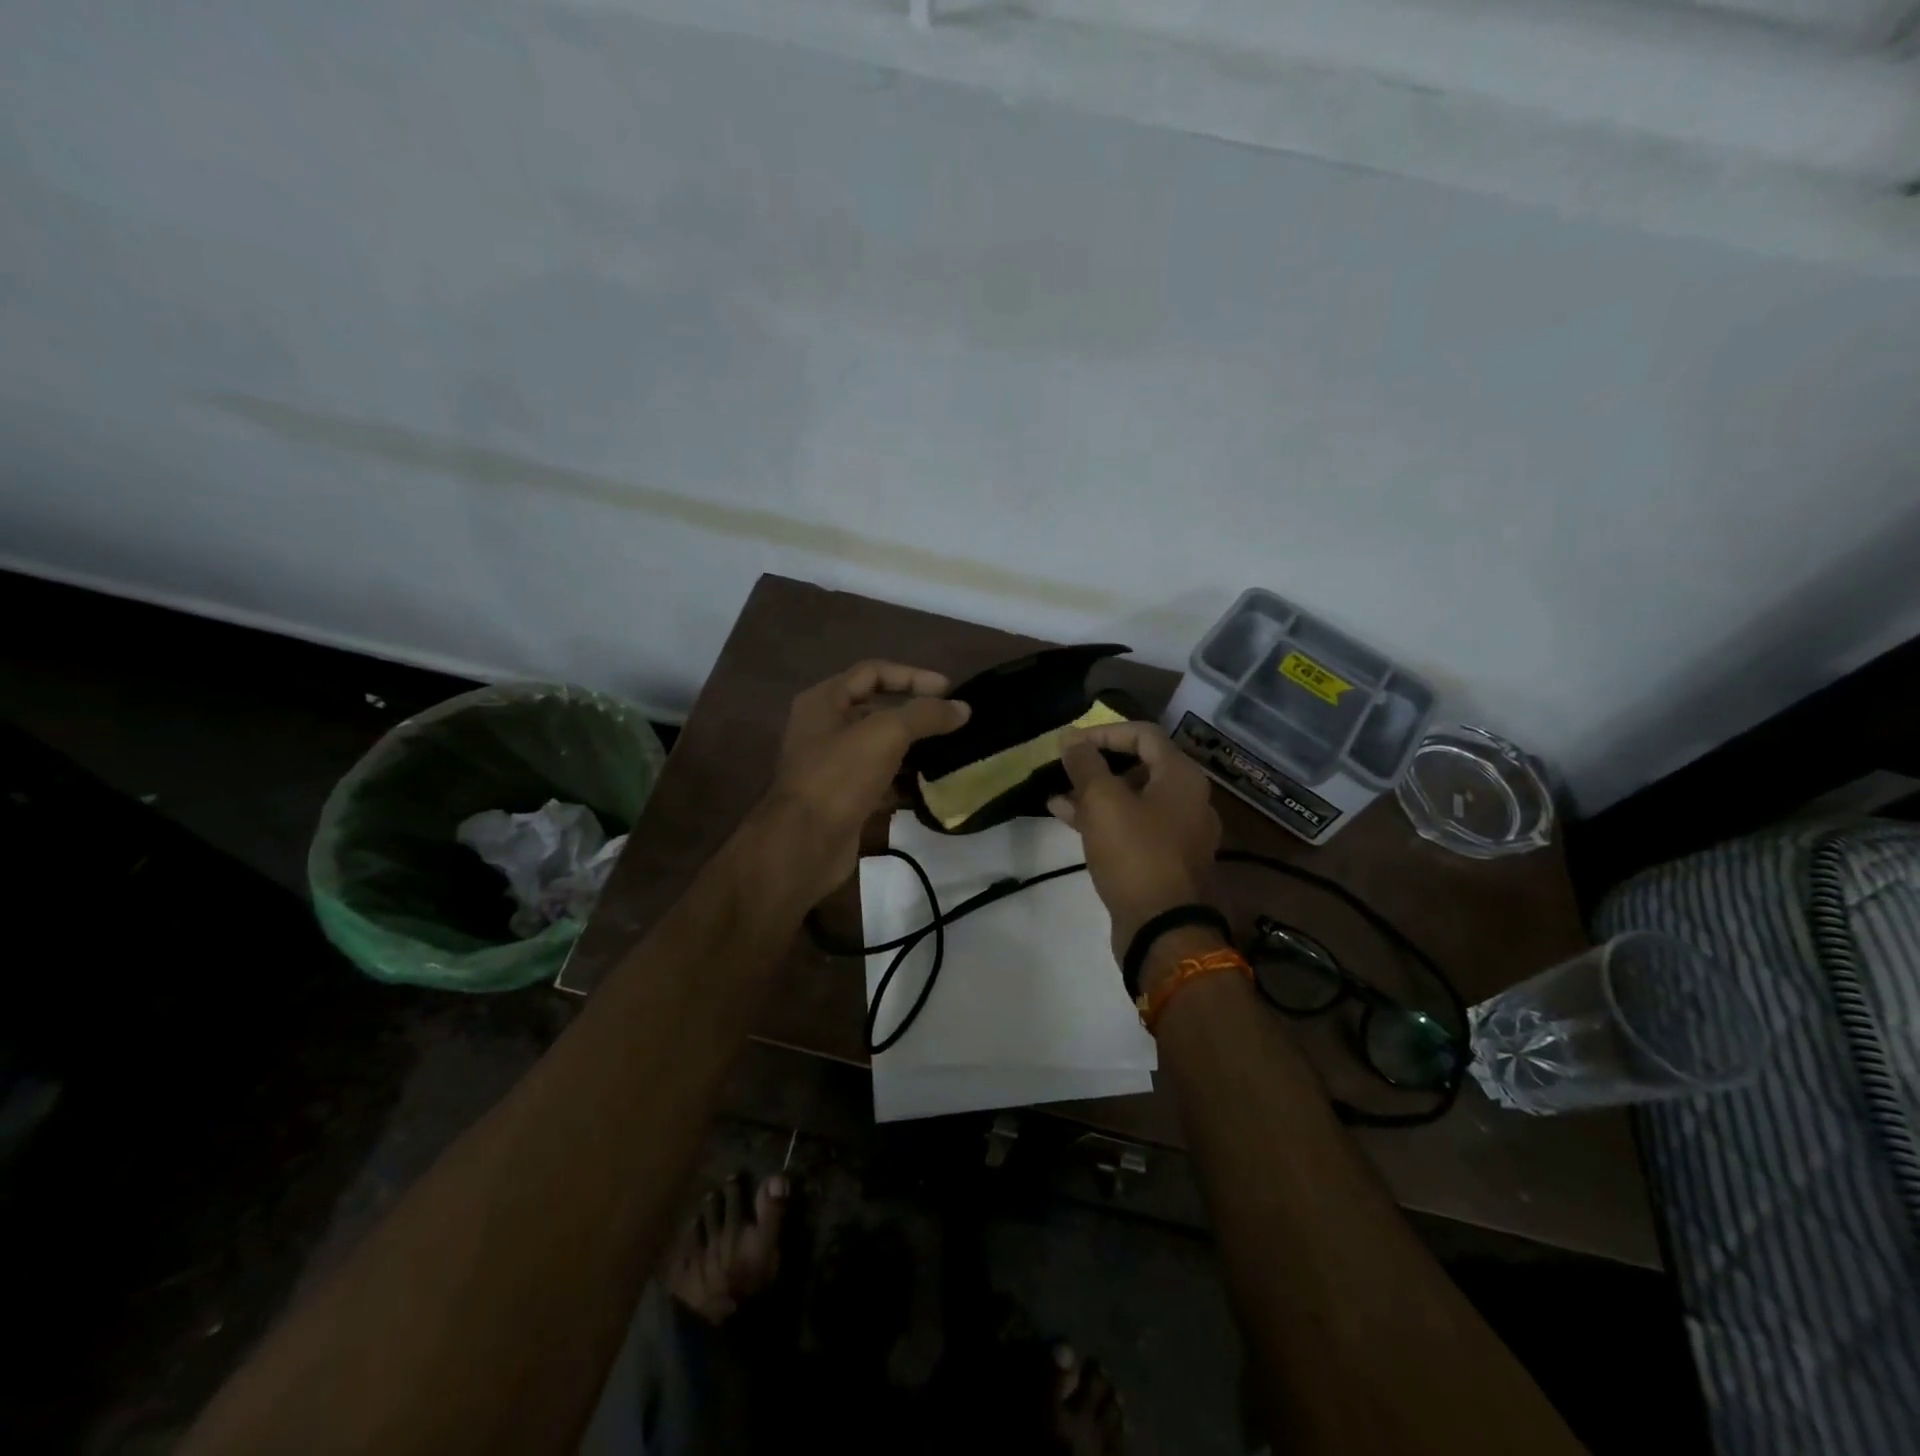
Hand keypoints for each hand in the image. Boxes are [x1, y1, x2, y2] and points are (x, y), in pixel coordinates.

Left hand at [758, 661, 969, 904]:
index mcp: (824, 701)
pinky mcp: (844, 799)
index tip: (950, 691)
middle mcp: (824, 729)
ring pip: (881, 748)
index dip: (913, 676)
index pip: (874, 672)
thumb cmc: (840, 776)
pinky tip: (932, 788)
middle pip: (877, 710)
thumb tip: (962, 709)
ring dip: (914, 749)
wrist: (804, 844)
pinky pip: (881, 781)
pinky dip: (905, 782)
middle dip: (916, 715)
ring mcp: (833, 766)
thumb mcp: (886, 734)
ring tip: (951, 753)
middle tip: (954, 723)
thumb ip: (926, 715)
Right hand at [1049, 722, 1221, 961]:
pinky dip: (1104, 820)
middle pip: (1141, 766)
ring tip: (1057, 796)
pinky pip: (1133, 827)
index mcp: (1182, 777)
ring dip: (1096, 794)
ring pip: (1133, 799)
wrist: (1163, 929)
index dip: (1104, 732)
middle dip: (1098, 765)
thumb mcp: (1103, 802)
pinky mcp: (1165, 860)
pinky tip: (1069, 820)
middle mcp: (1188, 800)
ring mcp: (1179, 833)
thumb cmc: (1135, 854)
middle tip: (1065, 769)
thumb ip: (1086, 765)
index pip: (1144, 734)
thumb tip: (1071, 739)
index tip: (1070, 744)